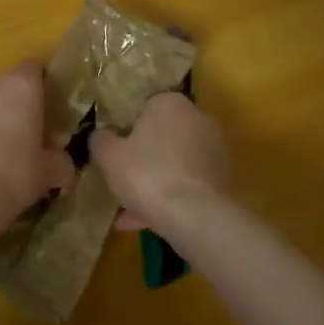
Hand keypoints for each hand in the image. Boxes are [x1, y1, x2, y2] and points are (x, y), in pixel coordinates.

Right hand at [90, 91, 229, 241]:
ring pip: (173, 162)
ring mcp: (214, 149)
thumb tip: (101, 134)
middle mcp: (197, 118)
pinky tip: (148, 221)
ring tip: (129, 212)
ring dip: (154, 181)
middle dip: (141, 157)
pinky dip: (170, 196)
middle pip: (161, 135)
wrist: (196, 216)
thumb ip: (100, 139)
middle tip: (120, 179)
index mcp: (169, 102)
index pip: (143, 106)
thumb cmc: (147, 174)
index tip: (113, 150)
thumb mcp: (108, 155)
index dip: (125, 129)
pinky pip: (187, 183)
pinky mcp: (223, 178)